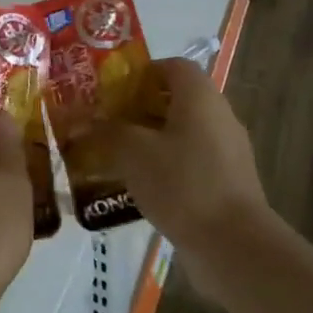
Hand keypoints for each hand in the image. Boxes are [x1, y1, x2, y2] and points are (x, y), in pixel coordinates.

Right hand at [77, 57, 271, 280]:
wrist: (234, 245)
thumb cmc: (182, 183)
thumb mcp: (133, 152)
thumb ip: (105, 131)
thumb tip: (79, 119)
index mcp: (200, 97)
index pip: (172, 66)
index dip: (141, 73)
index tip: (112, 91)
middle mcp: (218, 116)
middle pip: (175, 100)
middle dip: (138, 109)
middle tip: (104, 123)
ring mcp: (226, 152)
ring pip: (181, 134)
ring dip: (149, 141)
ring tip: (114, 157)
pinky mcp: (227, 183)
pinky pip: (190, 163)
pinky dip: (165, 167)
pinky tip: (139, 187)